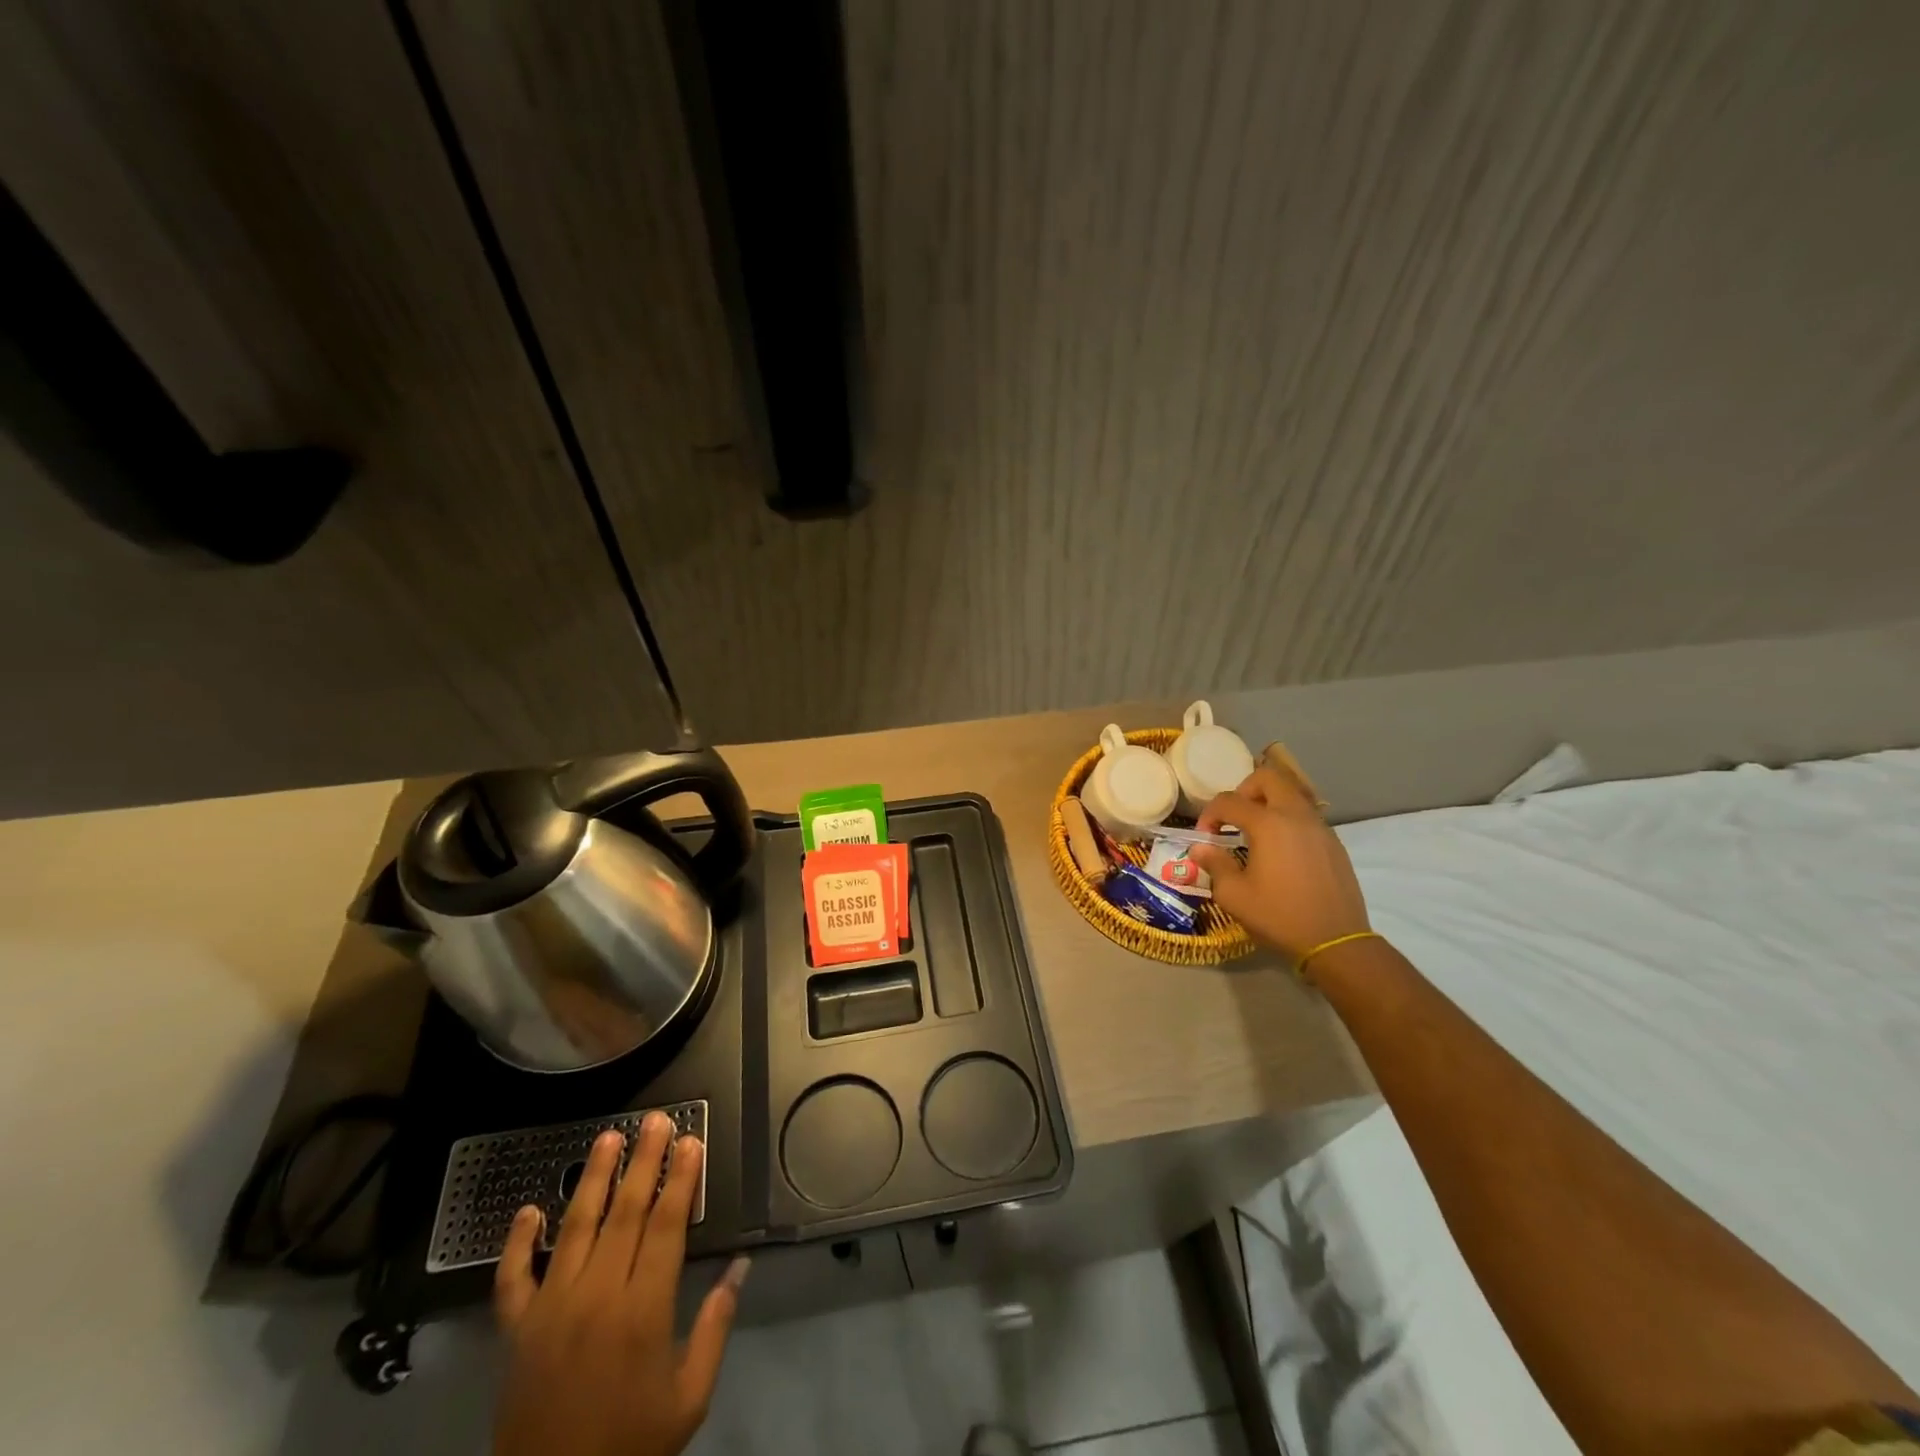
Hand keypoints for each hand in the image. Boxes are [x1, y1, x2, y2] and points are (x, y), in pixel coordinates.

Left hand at [492, 1113, 748, 1455]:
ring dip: (592, 1179)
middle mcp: (597, 1296)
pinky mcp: (516, 1332)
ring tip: (607, 1138)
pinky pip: (512, 1279)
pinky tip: (527, 1210)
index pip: (667, 1225)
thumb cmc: (631, 1446)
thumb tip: (741, 1266)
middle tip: (657, 1120)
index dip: (681, 1179)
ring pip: (574, 1228)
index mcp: (643, 1310)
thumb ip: (715, 1326)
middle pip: (625, 1213)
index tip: (691, 1141)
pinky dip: (516, 1243)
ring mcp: (550, 1310)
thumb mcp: (689, 1397)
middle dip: (644, 1162)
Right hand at [1189, 764, 1370, 967]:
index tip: (1205, 837)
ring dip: (1269, 803)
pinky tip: (1281, 851)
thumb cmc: (1279, 916)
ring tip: (1256, 833)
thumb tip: (1200, 848)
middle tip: (1234, 818)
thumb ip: (1214, 864)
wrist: (1336, 941)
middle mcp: (1296, 815)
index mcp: (1269, 824)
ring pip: (1292, 793)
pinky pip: (1306, 815)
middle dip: (1244, 790)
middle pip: (1269, 777)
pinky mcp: (1334, 843)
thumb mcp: (1234, 895)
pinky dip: (1288, 820)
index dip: (1210, 814)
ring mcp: (1320, 827)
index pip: (1229, 801)